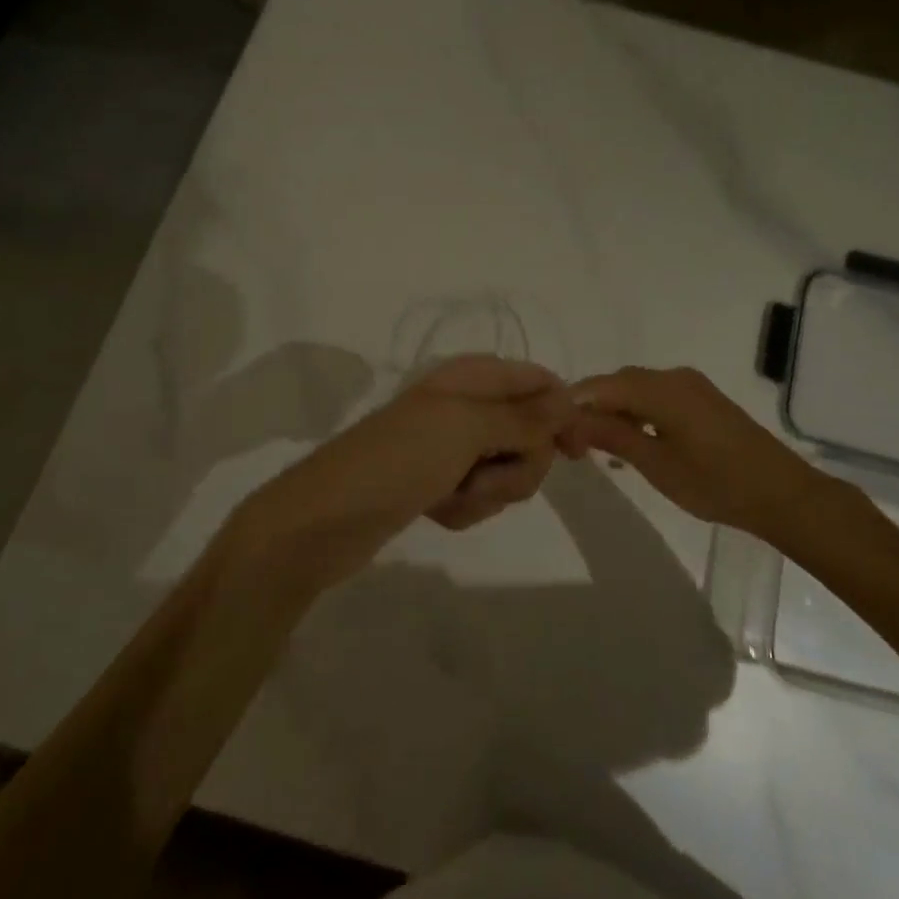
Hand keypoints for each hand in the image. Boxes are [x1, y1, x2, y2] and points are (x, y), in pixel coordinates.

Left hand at [224, 355, 571, 594]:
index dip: (562, 413)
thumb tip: (572, 398)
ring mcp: (452, 446)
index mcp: (472, 377)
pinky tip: (437, 511)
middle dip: (517, 465)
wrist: (323, 522)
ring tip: (451, 496)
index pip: (540, 382)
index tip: (576, 453)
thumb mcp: (466, 428)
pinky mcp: (441, 483)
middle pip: (531, 432)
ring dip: (488, 492)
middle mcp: (467, 405)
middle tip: (483, 476)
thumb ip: (524, 417)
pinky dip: (466, 507)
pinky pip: (481, 495)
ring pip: (509, 469)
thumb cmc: (398, 460)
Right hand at [562, 366, 837, 538]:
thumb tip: (571, 420)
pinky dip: (637, 413)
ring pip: (637, 389)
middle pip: (618, 383)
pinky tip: (632, 441)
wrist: (781, 493)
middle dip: (591, 408)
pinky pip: (657, 397)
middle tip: (573, 446)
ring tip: (597, 447)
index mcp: (661, 388)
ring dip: (614, 411)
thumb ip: (612, 437)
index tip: (556, 436)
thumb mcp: (656, 464)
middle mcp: (674, 377)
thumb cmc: (716, 482)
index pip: (601, 386)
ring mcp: (691, 386)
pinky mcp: (703, 400)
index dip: (574, 406)